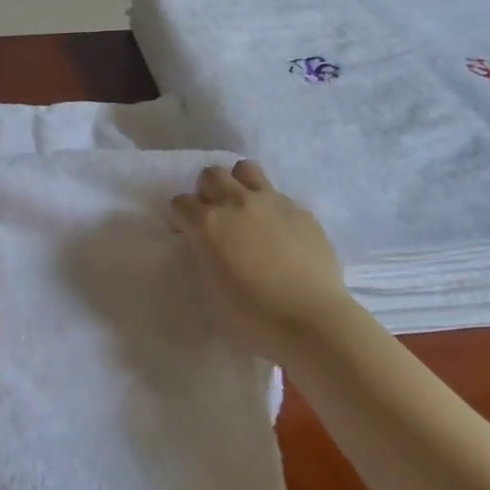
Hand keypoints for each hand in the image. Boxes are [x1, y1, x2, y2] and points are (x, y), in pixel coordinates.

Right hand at [170, 160, 354, 361]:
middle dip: (206, 191)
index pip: (180, 203)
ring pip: (246, 169)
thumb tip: (209, 246)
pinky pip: (278, 195)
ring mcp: (272, 202)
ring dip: (238, 183)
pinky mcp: (301, 211)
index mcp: (208, 224)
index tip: (186, 235)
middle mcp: (237, 203)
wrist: (309, 320)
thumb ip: (205, 256)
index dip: (180, 218)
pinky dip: (270, 207)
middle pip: (211, 175)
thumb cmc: (251, 316)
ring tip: (244, 208)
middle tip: (213, 216)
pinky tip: (279, 233)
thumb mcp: (210, 289)